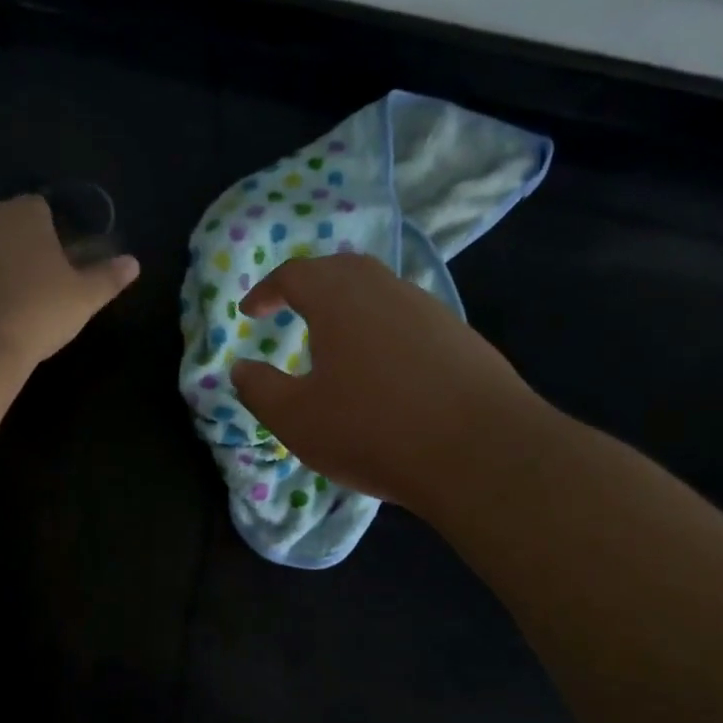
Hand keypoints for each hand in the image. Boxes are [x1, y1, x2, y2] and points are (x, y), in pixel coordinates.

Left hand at [0, 196, 139, 372]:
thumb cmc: (33, 313)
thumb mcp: (82, 299)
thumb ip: (107, 278)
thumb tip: (133, 263)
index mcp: (23, 212)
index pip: (42, 210)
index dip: (54, 237)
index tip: (60, 269)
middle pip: (6, 226)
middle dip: (19, 250)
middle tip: (35, 292)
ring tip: (5, 309)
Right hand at [229, 253, 545, 510]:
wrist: (482, 453)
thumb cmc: (372, 430)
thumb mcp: (296, 419)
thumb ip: (259, 389)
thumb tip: (241, 368)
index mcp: (339, 299)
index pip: (294, 275)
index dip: (266, 290)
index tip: (251, 312)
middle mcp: (386, 290)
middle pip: (341, 270)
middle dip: (311, 285)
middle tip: (292, 309)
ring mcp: (430, 311)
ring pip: (380, 292)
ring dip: (350, 307)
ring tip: (335, 341)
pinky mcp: (462, 338)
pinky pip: (409, 320)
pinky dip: (383, 330)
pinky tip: (385, 368)